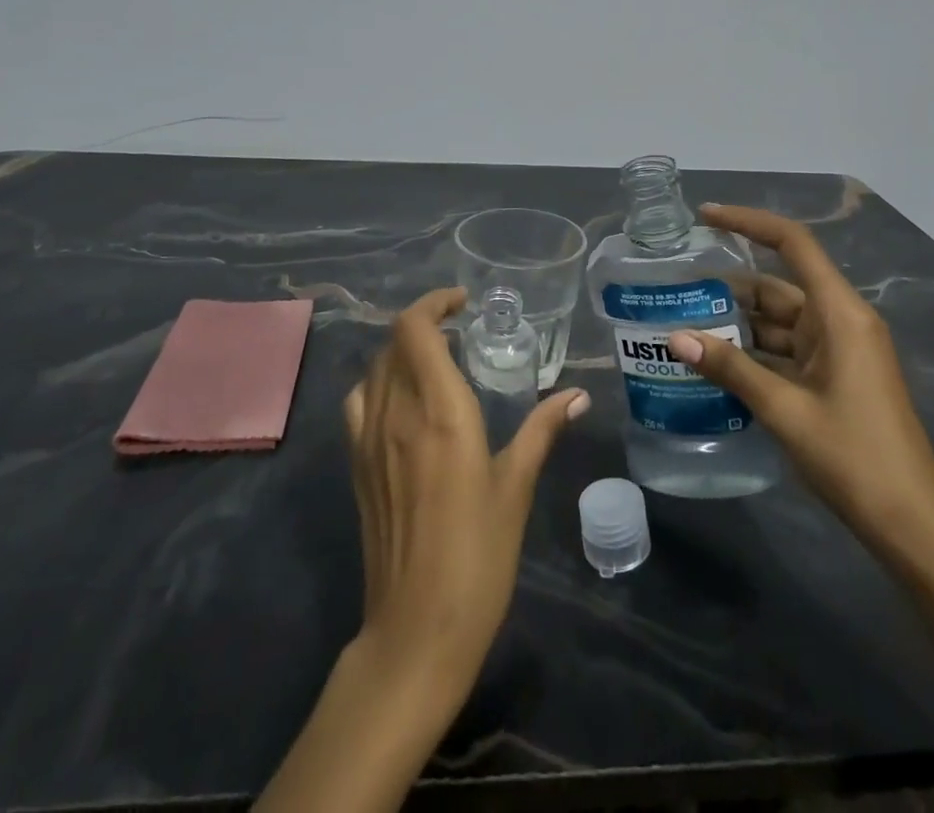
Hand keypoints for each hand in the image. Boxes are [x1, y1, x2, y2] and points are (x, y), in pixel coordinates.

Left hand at [343, 286, 588, 698]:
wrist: (415, 630)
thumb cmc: (478, 556)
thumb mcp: (516, 488)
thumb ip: (542, 431)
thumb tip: (578, 394)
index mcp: (439, 411)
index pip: (415, 330)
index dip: (434, 303)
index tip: (463, 303)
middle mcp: (396, 414)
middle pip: (393, 342)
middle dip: (424, 324)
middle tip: (460, 331)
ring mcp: (368, 440)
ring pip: (373, 369)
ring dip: (401, 352)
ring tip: (436, 361)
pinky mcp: (356, 466)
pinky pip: (360, 402)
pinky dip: (379, 383)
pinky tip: (404, 404)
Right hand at [668, 205, 933, 567]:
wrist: (913, 527)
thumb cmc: (855, 458)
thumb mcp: (785, 410)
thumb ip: (730, 369)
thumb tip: (675, 337)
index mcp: (840, 313)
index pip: (792, 244)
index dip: (748, 222)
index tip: (705, 216)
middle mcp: (840, 321)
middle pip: (778, 286)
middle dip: (728, 289)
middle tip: (676, 291)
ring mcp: (839, 350)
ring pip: (778, 321)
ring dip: (737, 325)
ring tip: (683, 327)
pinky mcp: (835, 376)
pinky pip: (787, 350)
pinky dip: (754, 353)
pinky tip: (716, 364)